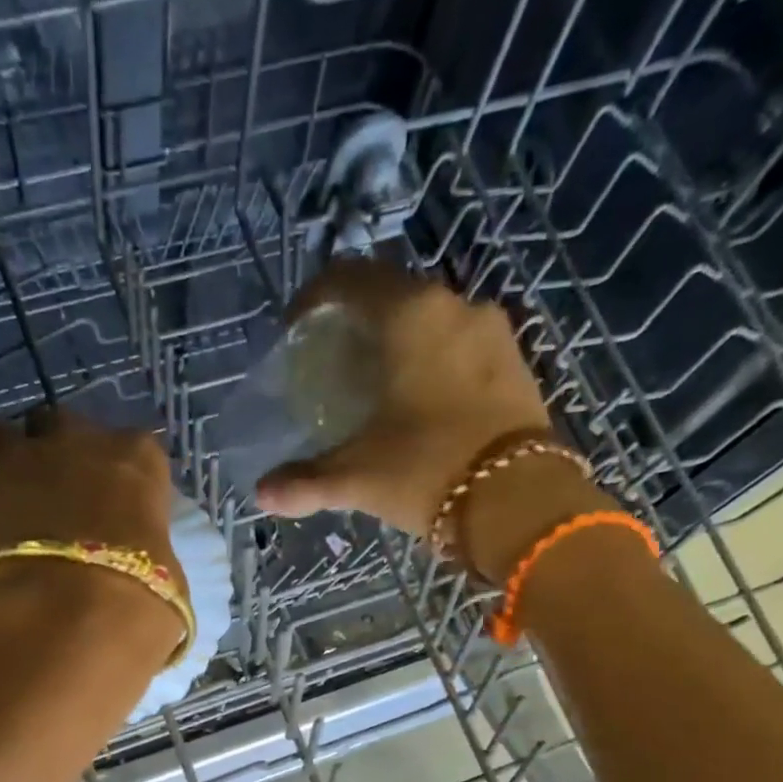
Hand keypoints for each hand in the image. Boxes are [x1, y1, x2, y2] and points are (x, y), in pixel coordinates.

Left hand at [0, 407, 187, 639]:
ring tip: (11, 493)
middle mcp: (81, 442)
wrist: (66, 614)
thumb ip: (148, 549)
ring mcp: (25, 459)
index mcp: (138, 459)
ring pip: (3, 434)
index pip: (137, 450)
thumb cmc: (138, 594)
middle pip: (64, 424)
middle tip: (63, 492)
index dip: (125, 475)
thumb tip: (138, 560)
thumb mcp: (166, 573)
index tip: (122, 502)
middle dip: (61, 450)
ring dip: (7, 457)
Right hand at [255, 260, 615, 579]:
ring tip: (378, 380)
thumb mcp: (357, 477)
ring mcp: (493, 332)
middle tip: (334, 358)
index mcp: (409, 316)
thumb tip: (262, 494)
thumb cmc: (427, 471)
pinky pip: (462, 344)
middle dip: (358, 320)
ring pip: (432, 319)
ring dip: (400, 339)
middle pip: (393, 294)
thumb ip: (305, 481)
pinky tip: (422, 398)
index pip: (349, 279)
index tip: (295, 330)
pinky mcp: (516, 362)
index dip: (314, 298)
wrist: (520, 501)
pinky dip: (435, 358)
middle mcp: (454, 307)